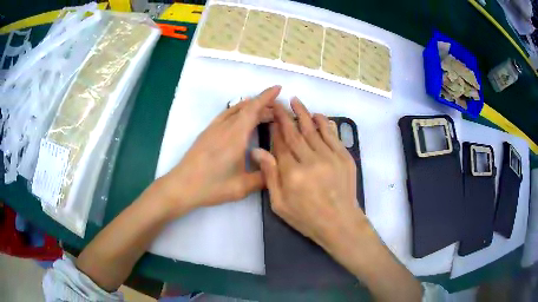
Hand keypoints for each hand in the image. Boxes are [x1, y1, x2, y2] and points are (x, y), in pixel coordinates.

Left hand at [160, 86, 280, 216]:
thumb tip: (277, 170)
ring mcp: (213, 128)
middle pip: (246, 108)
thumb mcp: (241, 187)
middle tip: (277, 112)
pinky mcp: (206, 132)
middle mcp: (225, 127)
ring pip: (235, 110)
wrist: (182, 186)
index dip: (266, 97)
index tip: (278, 88)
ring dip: (250, 107)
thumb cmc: (212, 186)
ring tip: (263, 113)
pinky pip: (225, 114)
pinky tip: (240, 119)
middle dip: (263, 105)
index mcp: (235, 136)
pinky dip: (237, 111)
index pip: (253, 109)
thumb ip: (263, 177)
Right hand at [252, 98, 364, 252]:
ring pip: (313, 130)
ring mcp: (330, 157)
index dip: (275, 129)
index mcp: (292, 174)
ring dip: (303, 114)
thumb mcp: (280, 204)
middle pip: (295, 133)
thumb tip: (257, 151)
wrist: (340, 223)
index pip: (281, 144)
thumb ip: (270, 176)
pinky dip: (324, 123)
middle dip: (285, 116)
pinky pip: (332, 135)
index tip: (270, 117)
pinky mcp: (344, 158)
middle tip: (279, 103)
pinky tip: (317, 115)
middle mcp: (311, 161)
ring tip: (295, 101)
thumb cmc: (307, 217)